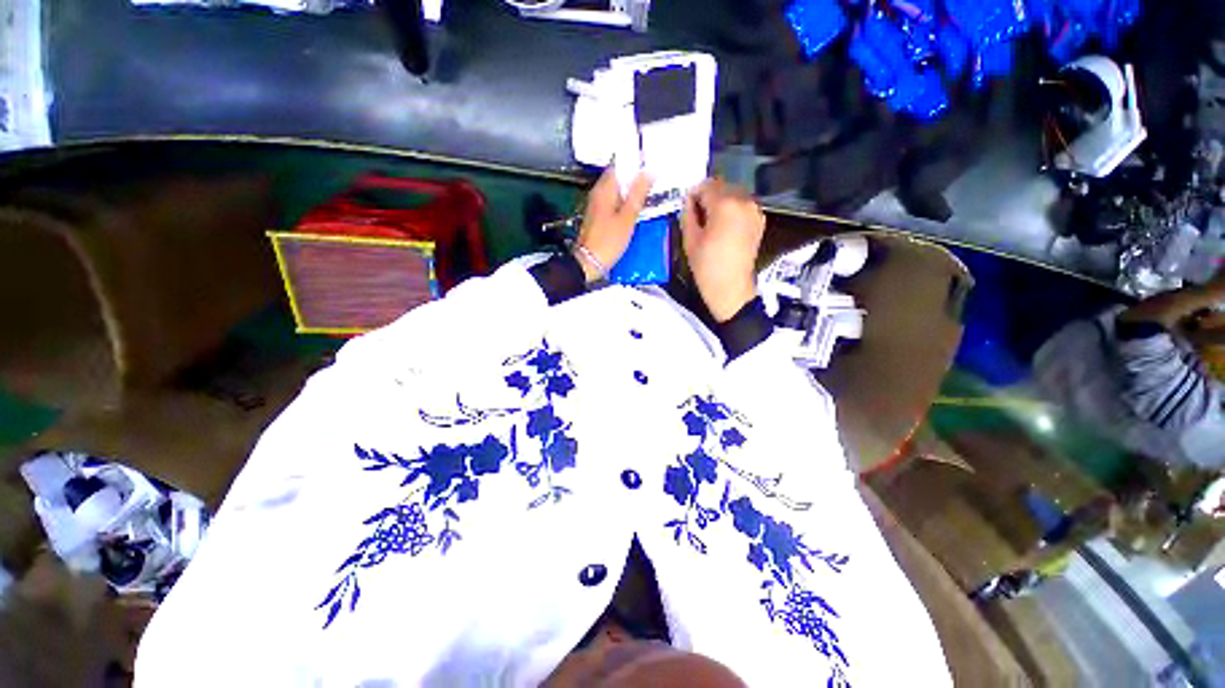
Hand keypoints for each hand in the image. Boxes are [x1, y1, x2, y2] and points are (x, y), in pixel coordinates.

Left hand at [574, 168, 652, 282]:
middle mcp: (598, 193)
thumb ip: (638, 194)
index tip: (651, 163)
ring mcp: (597, 205)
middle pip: (618, 177)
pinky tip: (636, 209)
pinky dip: (625, 202)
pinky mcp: (599, 217)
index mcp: (604, 188)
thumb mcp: (627, 217)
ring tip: (649, 193)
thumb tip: (649, 171)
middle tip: (655, 178)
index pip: (619, 164)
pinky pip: (614, 202)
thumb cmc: (608, 240)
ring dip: (631, 191)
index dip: (635, 162)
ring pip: (617, 191)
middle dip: (635, 177)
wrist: (589, 262)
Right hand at [681, 179, 765, 321]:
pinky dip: (732, 209)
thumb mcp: (690, 239)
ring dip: (720, 201)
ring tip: (711, 222)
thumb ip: (688, 213)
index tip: (687, 208)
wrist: (730, 287)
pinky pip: (742, 205)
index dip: (693, 194)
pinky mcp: (759, 220)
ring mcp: (754, 209)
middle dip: (708, 196)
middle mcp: (743, 201)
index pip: (706, 186)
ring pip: (733, 193)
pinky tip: (724, 227)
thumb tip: (689, 200)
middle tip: (697, 215)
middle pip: (721, 186)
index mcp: (724, 204)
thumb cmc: (706, 266)